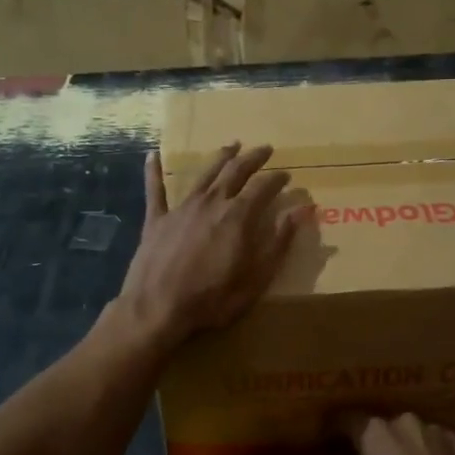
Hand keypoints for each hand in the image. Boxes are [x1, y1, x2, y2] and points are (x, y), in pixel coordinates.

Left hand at [116, 143, 306, 351]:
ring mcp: (181, 208)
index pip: (264, 187)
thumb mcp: (257, 278)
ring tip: (232, 145)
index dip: (277, 179)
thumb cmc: (212, 299)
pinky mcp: (156, 219)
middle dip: (253, 158)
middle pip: (235, 171)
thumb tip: (302, 211)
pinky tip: (152, 155)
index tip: (287, 175)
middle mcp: (211, 202)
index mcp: (238, 216)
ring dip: (220, 157)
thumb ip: (279, 242)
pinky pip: (155, 190)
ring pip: (204, 174)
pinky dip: (154, 171)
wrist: (157, 309)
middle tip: (265, 149)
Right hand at [337, 412, 454, 454]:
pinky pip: (436, 443)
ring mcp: (435, 431)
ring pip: (412, 434)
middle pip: (383, 428)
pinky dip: (431, 454)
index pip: (348, 421)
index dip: (337, 431)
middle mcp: (404, 422)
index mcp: (376, 435)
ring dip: (406, 448)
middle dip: (377, 444)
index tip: (331, 442)